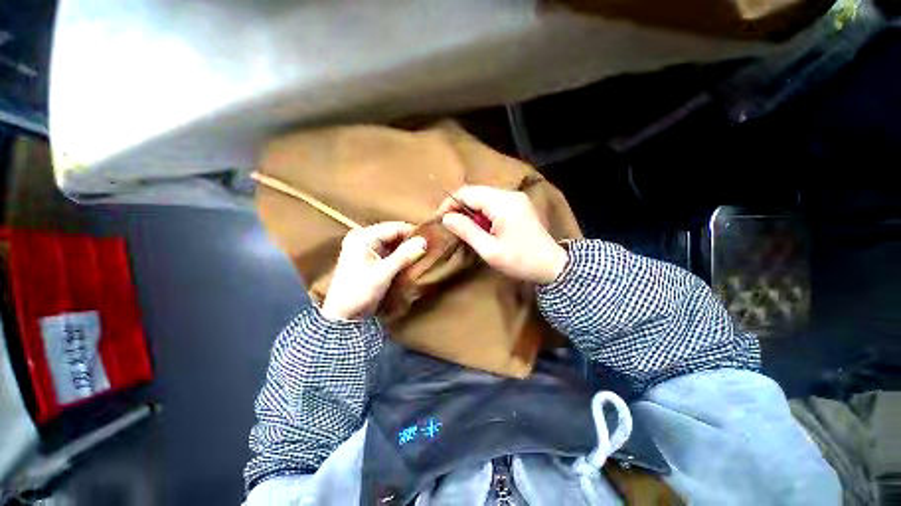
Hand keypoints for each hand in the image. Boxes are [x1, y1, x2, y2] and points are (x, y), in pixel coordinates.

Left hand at [321, 222, 426, 320]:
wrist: (344, 314)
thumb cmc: (359, 290)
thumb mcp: (383, 272)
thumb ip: (404, 255)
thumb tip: (424, 241)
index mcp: (363, 237)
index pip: (394, 227)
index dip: (412, 232)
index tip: (430, 239)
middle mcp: (363, 238)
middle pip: (393, 234)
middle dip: (409, 240)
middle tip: (428, 247)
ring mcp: (366, 248)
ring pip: (393, 243)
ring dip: (406, 248)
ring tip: (422, 253)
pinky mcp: (370, 258)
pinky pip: (389, 251)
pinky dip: (400, 255)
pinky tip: (411, 259)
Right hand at [438, 186, 567, 283]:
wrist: (552, 266)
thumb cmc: (520, 261)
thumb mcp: (490, 250)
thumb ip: (467, 231)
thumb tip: (446, 218)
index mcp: (502, 203)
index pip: (468, 192)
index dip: (450, 203)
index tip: (440, 218)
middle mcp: (510, 194)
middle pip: (476, 192)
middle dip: (460, 206)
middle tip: (451, 225)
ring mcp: (516, 198)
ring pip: (484, 196)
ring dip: (471, 210)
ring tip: (466, 229)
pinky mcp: (519, 204)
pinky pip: (494, 202)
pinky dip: (483, 212)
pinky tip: (483, 227)